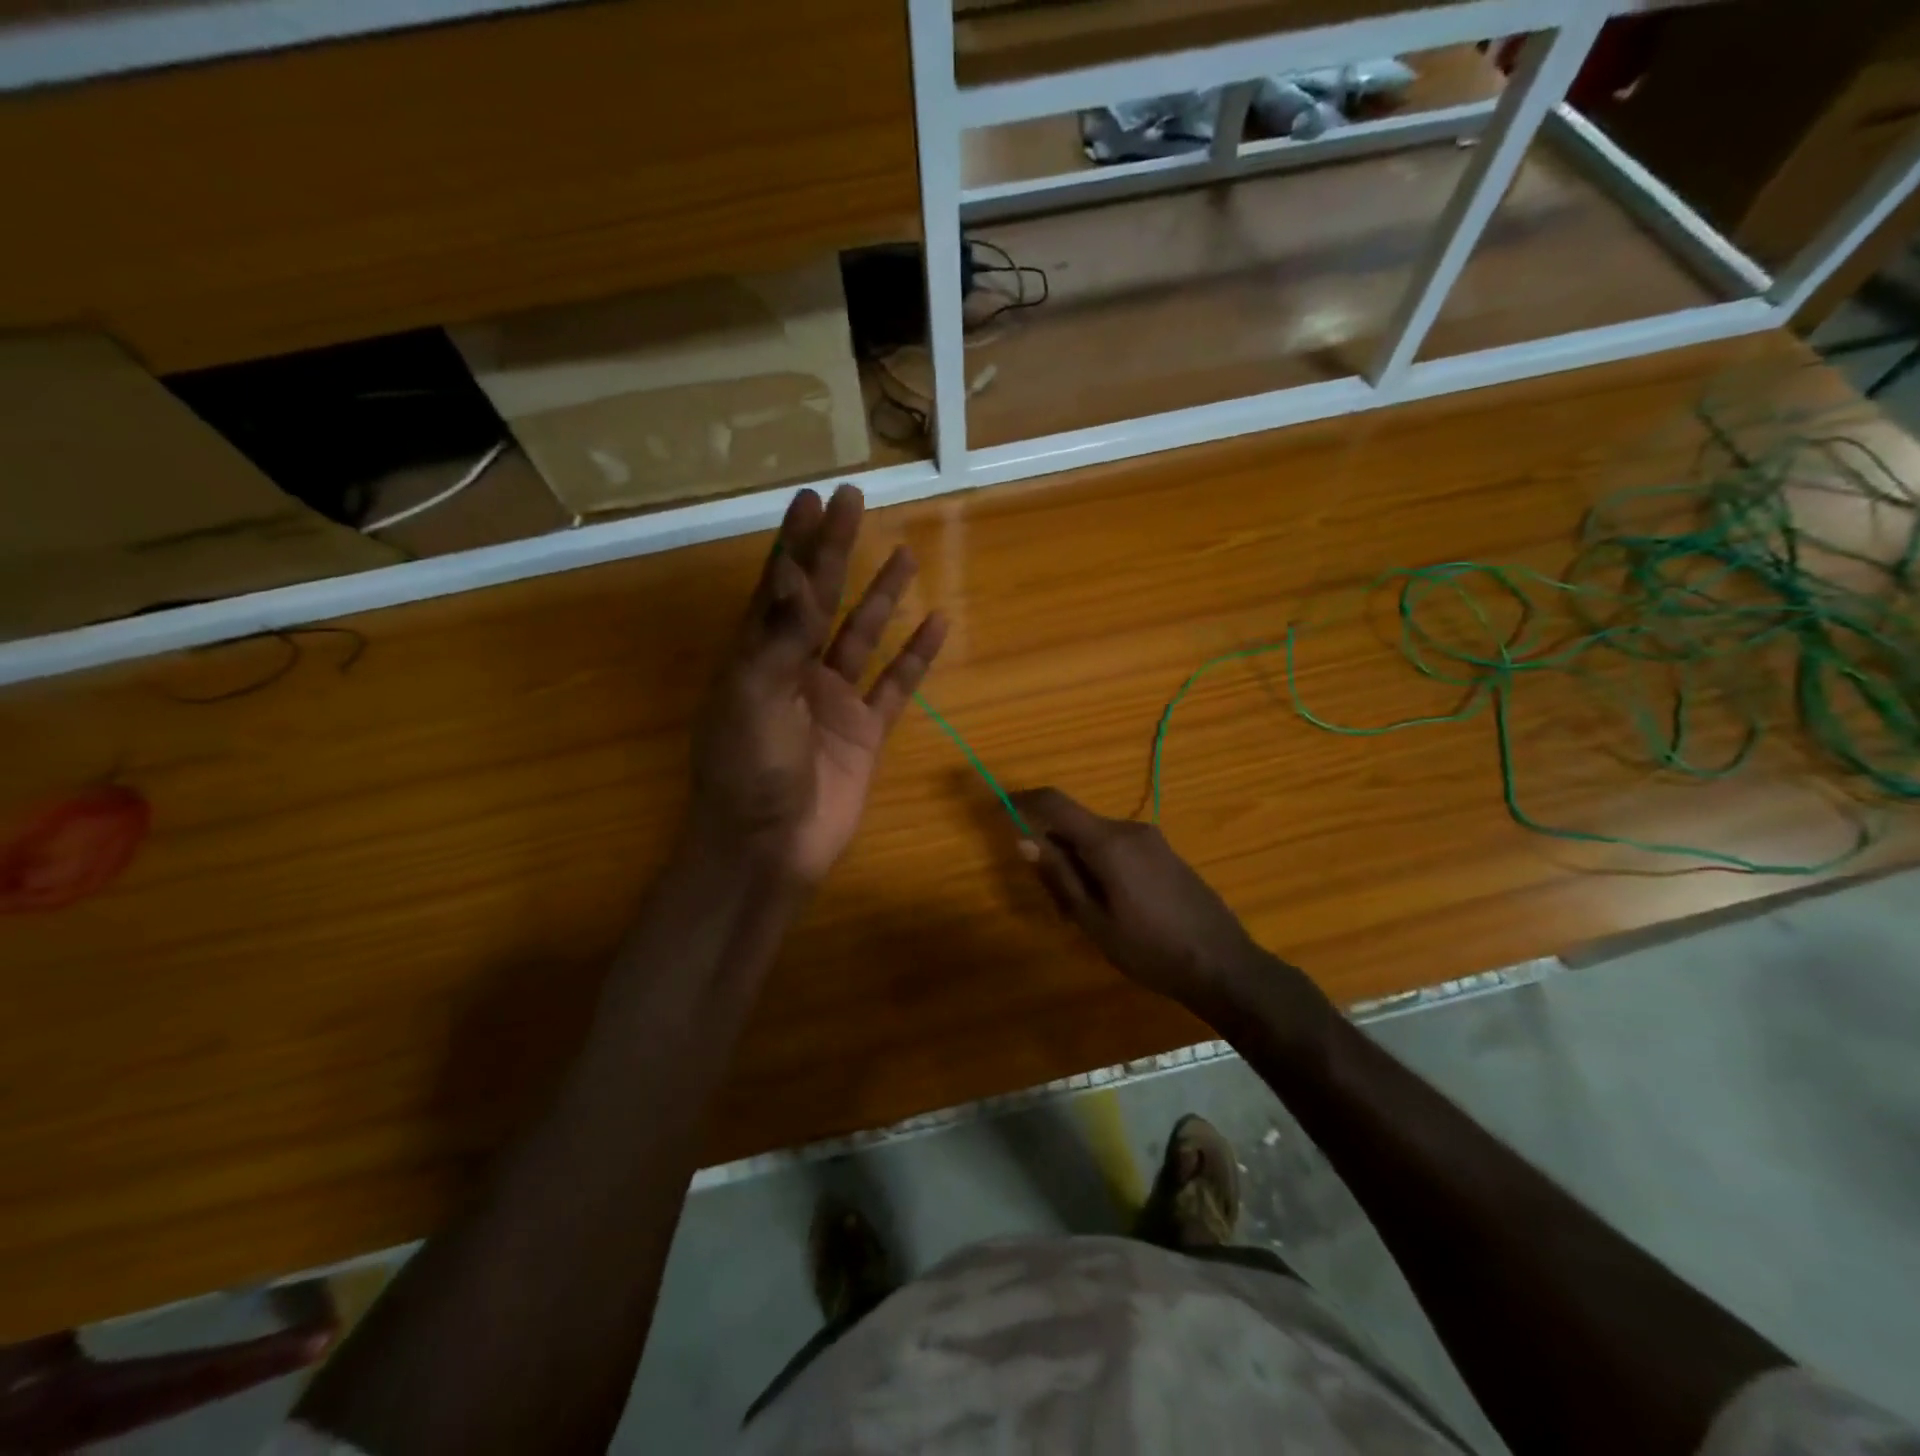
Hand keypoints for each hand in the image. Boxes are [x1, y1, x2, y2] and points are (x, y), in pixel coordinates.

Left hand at [691, 484, 946, 885]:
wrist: (770, 849)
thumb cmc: (750, 773)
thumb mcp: (754, 698)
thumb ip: (778, 637)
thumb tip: (793, 572)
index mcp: (758, 657)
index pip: (779, 586)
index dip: (796, 542)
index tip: (812, 499)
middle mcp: (795, 669)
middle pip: (821, 598)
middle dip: (837, 550)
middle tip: (856, 502)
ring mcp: (833, 700)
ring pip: (862, 635)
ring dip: (882, 597)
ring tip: (906, 555)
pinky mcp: (865, 731)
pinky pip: (896, 685)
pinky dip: (915, 656)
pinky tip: (937, 624)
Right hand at [1010, 788, 1269, 1011]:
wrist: (1223, 964)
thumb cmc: (1150, 949)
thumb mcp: (1093, 920)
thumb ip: (1059, 876)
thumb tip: (1024, 840)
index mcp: (1109, 842)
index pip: (1056, 803)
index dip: (1024, 800)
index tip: (1001, 807)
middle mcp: (1130, 830)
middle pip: (1077, 825)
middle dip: (1055, 851)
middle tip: (1055, 901)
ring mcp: (1152, 840)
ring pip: (1098, 839)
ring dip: (1080, 863)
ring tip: (1085, 914)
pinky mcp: (1166, 854)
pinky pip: (1120, 848)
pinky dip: (1103, 866)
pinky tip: (1113, 907)